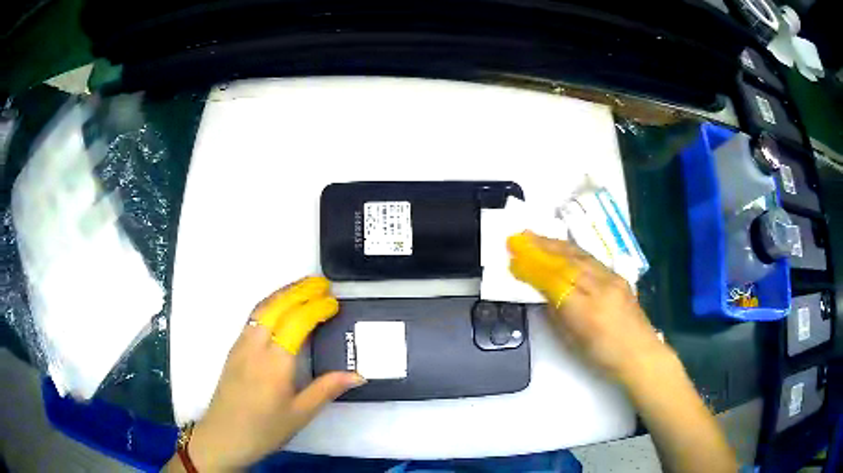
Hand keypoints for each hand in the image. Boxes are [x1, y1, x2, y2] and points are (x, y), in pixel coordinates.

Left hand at [187, 277, 364, 471]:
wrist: (224, 436)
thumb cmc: (265, 429)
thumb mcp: (301, 414)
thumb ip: (327, 389)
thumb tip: (358, 374)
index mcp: (275, 362)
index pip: (298, 322)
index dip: (317, 308)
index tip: (334, 303)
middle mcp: (256, 345)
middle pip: (277, 305)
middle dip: (300, 290)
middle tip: (322, 283)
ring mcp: (241, 344)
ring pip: (262, 307)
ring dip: (283, 292)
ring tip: (303, 287)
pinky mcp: (234, 348)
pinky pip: (254, 317)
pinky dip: (270, 303)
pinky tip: (279, 308)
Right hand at [508, 232, 668, 383]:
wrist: (640, 353)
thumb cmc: (603, 356)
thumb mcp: (572, 341)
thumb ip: (556, 313)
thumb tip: (542, 291)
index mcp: (585, 310)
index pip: (554, 281)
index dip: (532, 268)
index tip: (513, 259)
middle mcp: (600, 288)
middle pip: (566, 261)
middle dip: (541, 247)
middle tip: (519, 237)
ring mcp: (612, 279)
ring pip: (579, 255)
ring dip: (555, 244)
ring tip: (535, 236)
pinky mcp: (618, 276)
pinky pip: (591, 259)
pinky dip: (572, 251)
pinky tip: (562, 247)